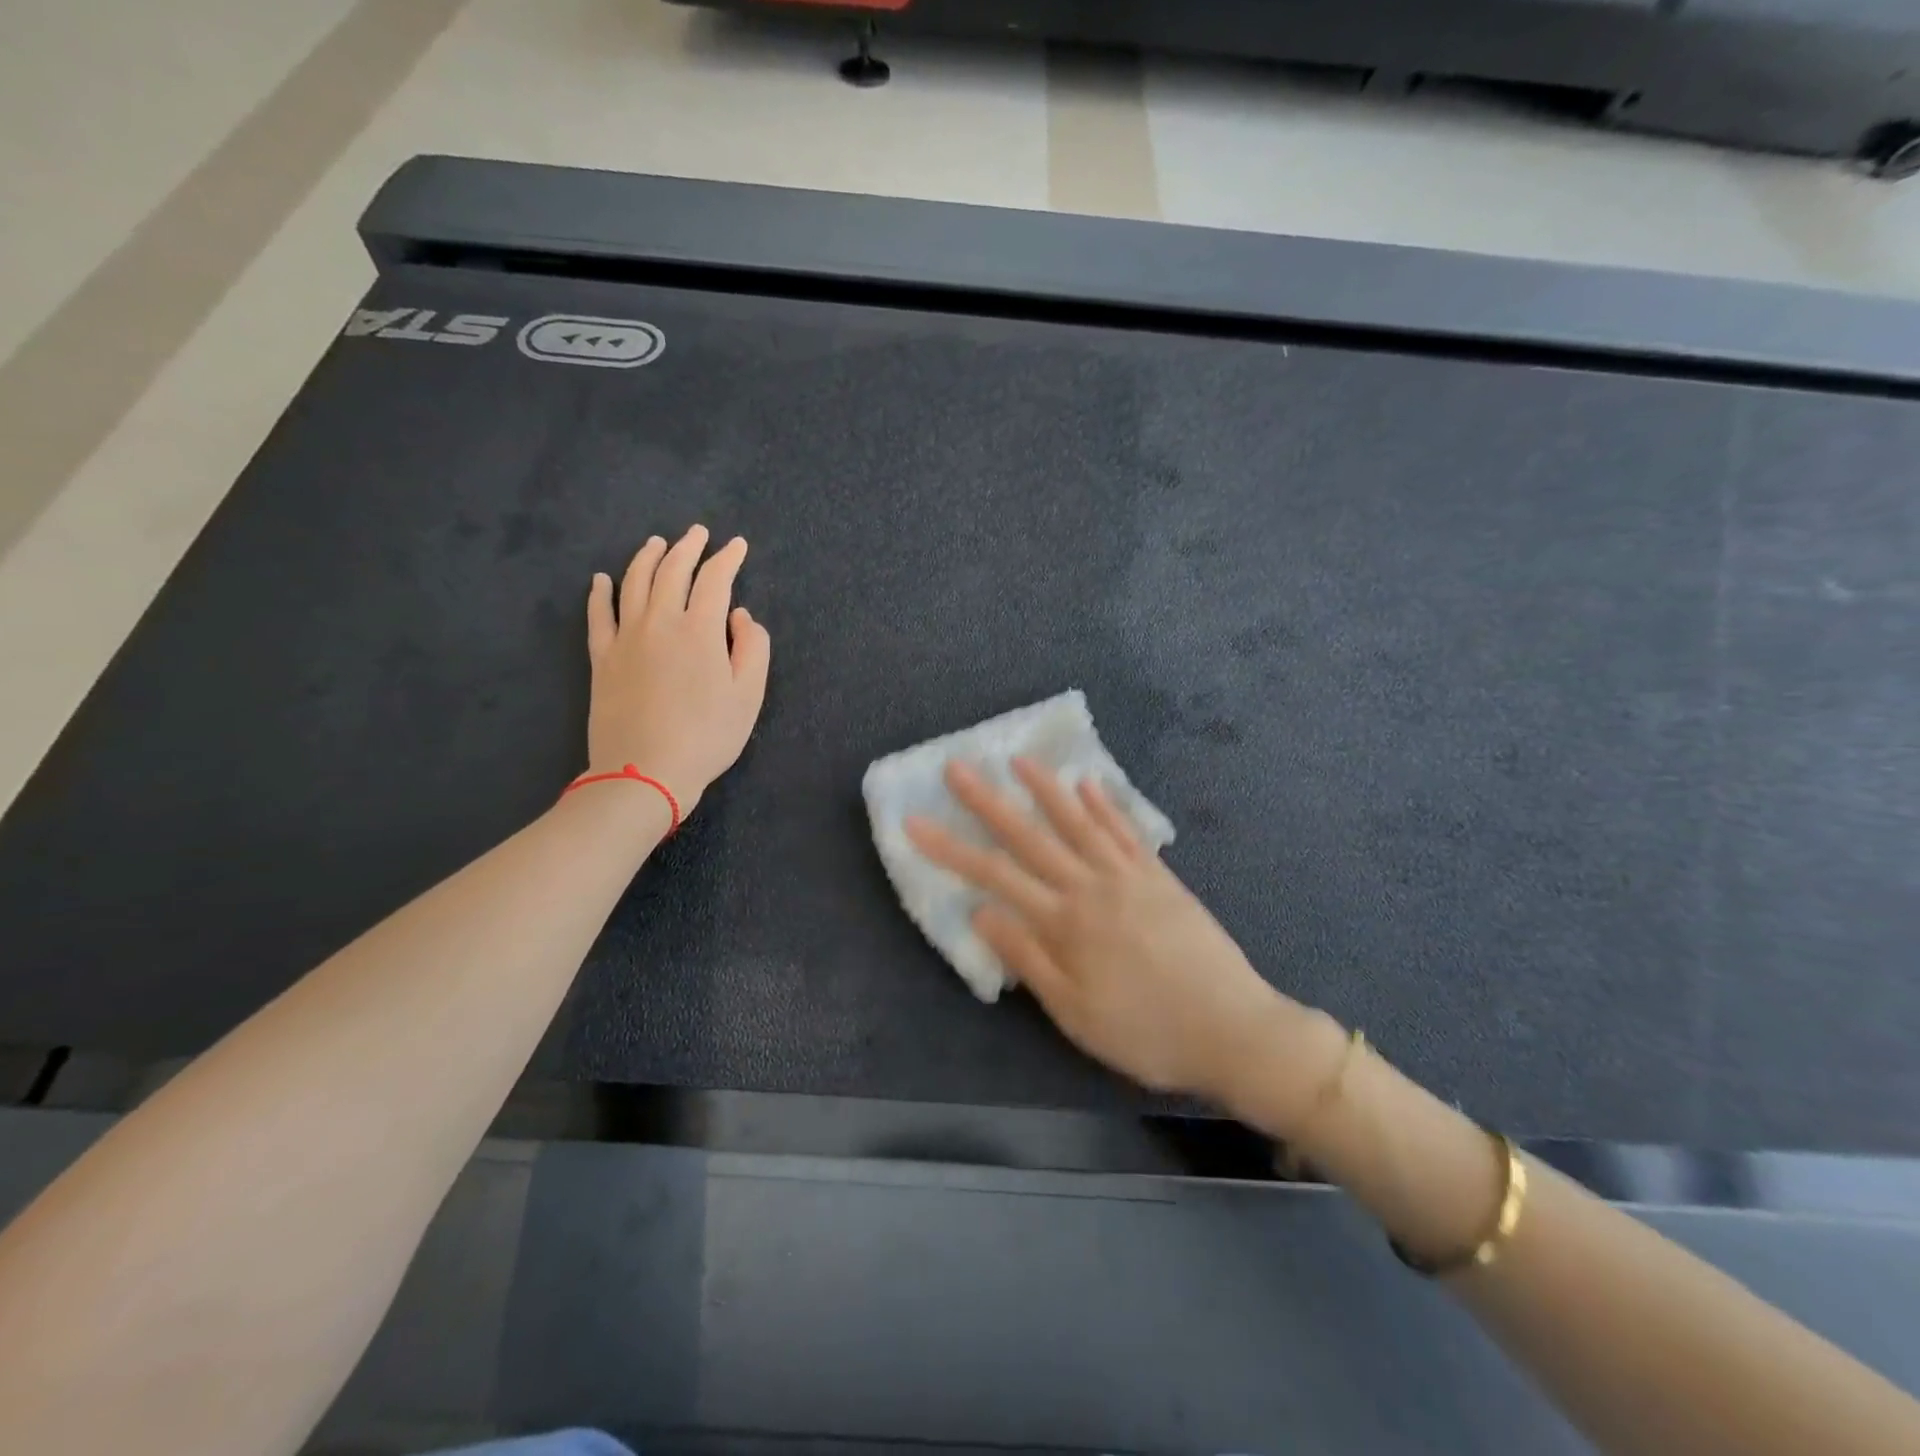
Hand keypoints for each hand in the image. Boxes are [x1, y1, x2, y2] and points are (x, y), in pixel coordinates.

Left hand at [584, 525, 771, 815]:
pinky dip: (601, 592)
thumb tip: (741, 616)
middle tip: (698, 533)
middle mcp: (660, 622)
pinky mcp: (602, 657)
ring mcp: (625, 637)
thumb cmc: (707, 737)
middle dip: (688, 547)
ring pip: (634, 582)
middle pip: (672, 571)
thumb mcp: (749, 696)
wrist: (645, 772)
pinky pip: (598, 614)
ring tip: (657, 543)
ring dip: (647, 557)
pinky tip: (602, 579)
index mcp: (701, 630)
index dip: (728, 558)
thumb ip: (753, 649)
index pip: (715, 580)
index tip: (737, 545)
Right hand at [906, 758, 1323, 1107]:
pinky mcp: (1160, 877)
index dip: (950, 848)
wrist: (1234, 1029)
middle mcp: (1092, 887)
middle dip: (988, 802)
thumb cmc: (1146, 1032)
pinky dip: (1105, 805)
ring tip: (1019, 760)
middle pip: (1030, 836)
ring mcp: (1129, 876)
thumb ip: (1029, 959)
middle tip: (957, 768)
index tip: (916, 821)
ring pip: (1079, 822)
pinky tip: (1089, 783)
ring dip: (1046, 789)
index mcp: (1066, 922)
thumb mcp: (1076, 1013)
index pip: (995, 875)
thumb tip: (983, 913)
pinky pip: (1126, 832)